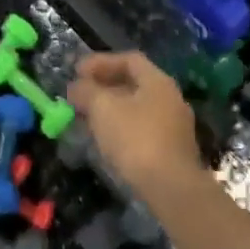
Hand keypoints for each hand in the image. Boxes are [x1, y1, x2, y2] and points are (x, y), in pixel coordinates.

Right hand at [67, 52, 201, 200]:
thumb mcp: (103, 109)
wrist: (172, 189)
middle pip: (133, 84)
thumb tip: (75, 86)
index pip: (129, 59)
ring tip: (86, 118)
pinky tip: (104, 140)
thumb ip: (86, 92)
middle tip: (78, 95)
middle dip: (103, 86)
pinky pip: (141, 129)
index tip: (77, 72)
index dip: (101, 62)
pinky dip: (120, 128)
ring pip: (136, 109)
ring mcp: (174, 126)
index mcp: (158, 81)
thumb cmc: (136, 139)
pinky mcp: (171, 151)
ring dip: (110, 109)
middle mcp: (170, 99)